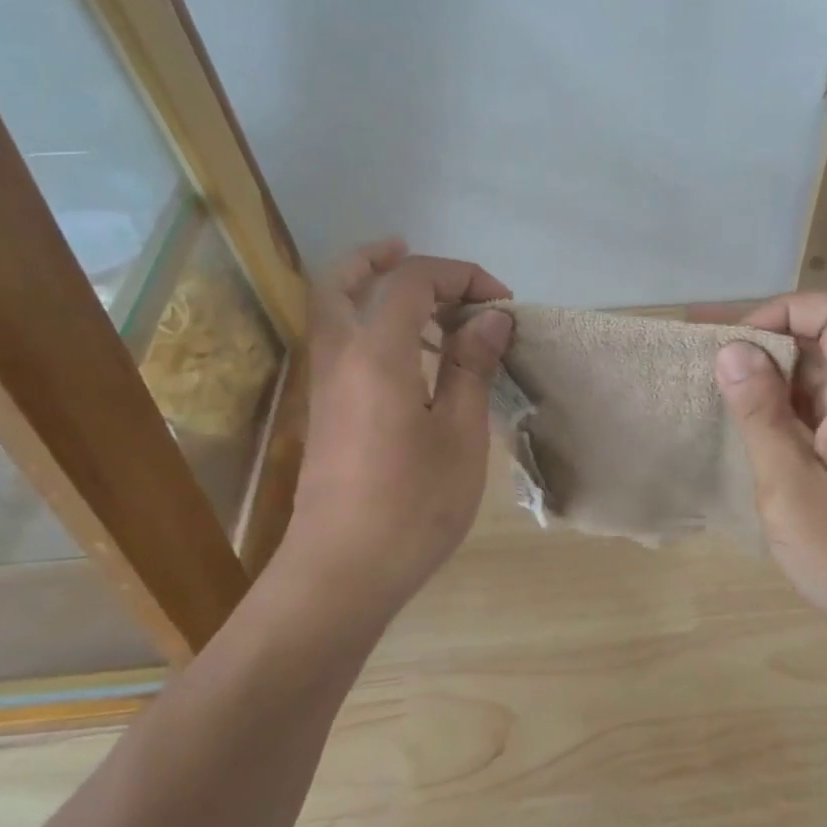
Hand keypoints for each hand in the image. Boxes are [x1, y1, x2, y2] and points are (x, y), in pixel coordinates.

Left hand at [279, 239, 512, 618]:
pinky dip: (370, 326)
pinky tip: (412, 356)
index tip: (501, 305)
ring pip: (334, 311)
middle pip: (340, 279)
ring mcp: (325, 386)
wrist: (341, 574)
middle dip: (378, 257)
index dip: (460, 276)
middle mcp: (340, 357)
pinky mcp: (326, 413)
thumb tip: (490, 319)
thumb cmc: (412, 505)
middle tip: (412, 252)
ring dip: (372, 291)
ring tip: (426, 305)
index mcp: (377, 353)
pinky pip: (342, 344)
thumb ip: (472, 367)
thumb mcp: (460, 434)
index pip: (412, 280)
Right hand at [714, 292, 826, 669]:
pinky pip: (816, 414)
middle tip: (702, 355)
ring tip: (711, 389)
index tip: (735, 345)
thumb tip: (732, 349)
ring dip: (767, 377)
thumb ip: (761, 413)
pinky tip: (743, 431)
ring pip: (816, 378)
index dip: (781, 312)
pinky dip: (778, 411)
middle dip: (762, 339)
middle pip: (822, 340)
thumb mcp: (790, 484)